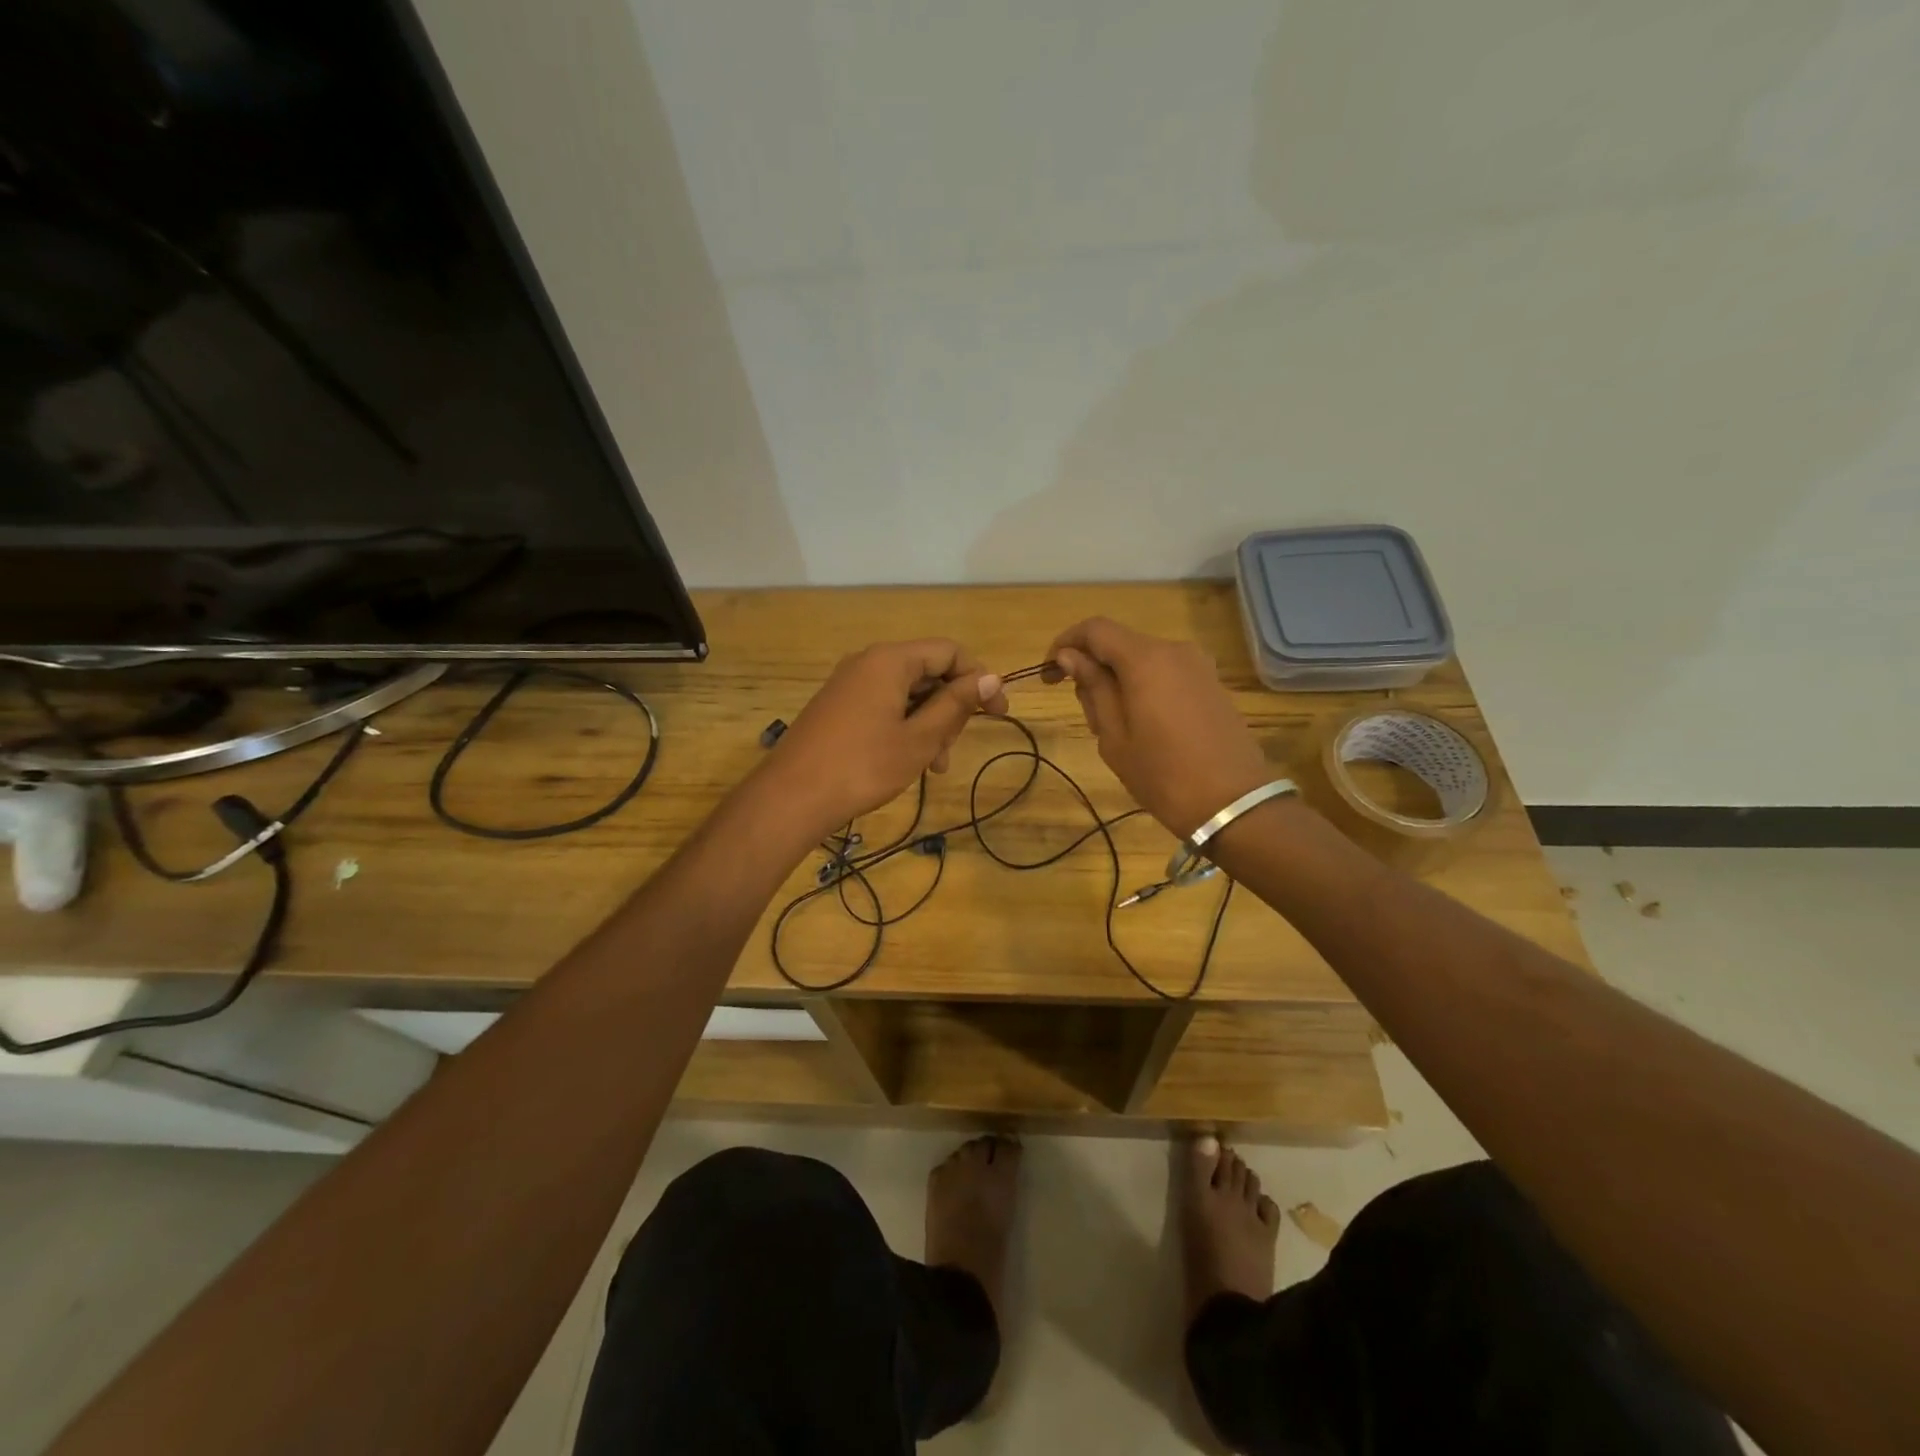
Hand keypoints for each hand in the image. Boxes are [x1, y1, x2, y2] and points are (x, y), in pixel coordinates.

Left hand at [763, 639, 1007, 836]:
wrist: (792, 797)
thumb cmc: (863, 766)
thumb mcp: (919, 738)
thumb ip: (956, 704)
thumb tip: (990, 677)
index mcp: (890, 660)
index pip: (949, 651)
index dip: (979, 679)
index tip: (998, 714)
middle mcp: (868, 662)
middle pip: (927, 671)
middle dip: (951, 707)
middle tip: (953, 748)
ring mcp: (849, 685)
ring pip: (907, 693)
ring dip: (930, 724)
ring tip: (933, 766)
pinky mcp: (838, 707)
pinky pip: (884, 706)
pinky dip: (905, 728)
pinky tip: (908, 762)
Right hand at [1048, 618, 1272, 836]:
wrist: (1234, 804)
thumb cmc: (1163, 775)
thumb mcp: (1114, 736)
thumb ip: (1093, 688)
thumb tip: (1070, 656)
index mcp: (1146, 659)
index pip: (1094, 629)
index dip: (1064, 644)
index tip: (1048, 674)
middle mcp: (1174, 650)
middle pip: (1119, 643)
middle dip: (1092, 668)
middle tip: (1087, 716)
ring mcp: (1198, 665)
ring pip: (1142, 659)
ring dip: (1118, 680)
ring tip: (1115, 728)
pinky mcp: (1211, 683)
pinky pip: (1165, 672)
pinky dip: (1143, 686)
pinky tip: (1144, 725)